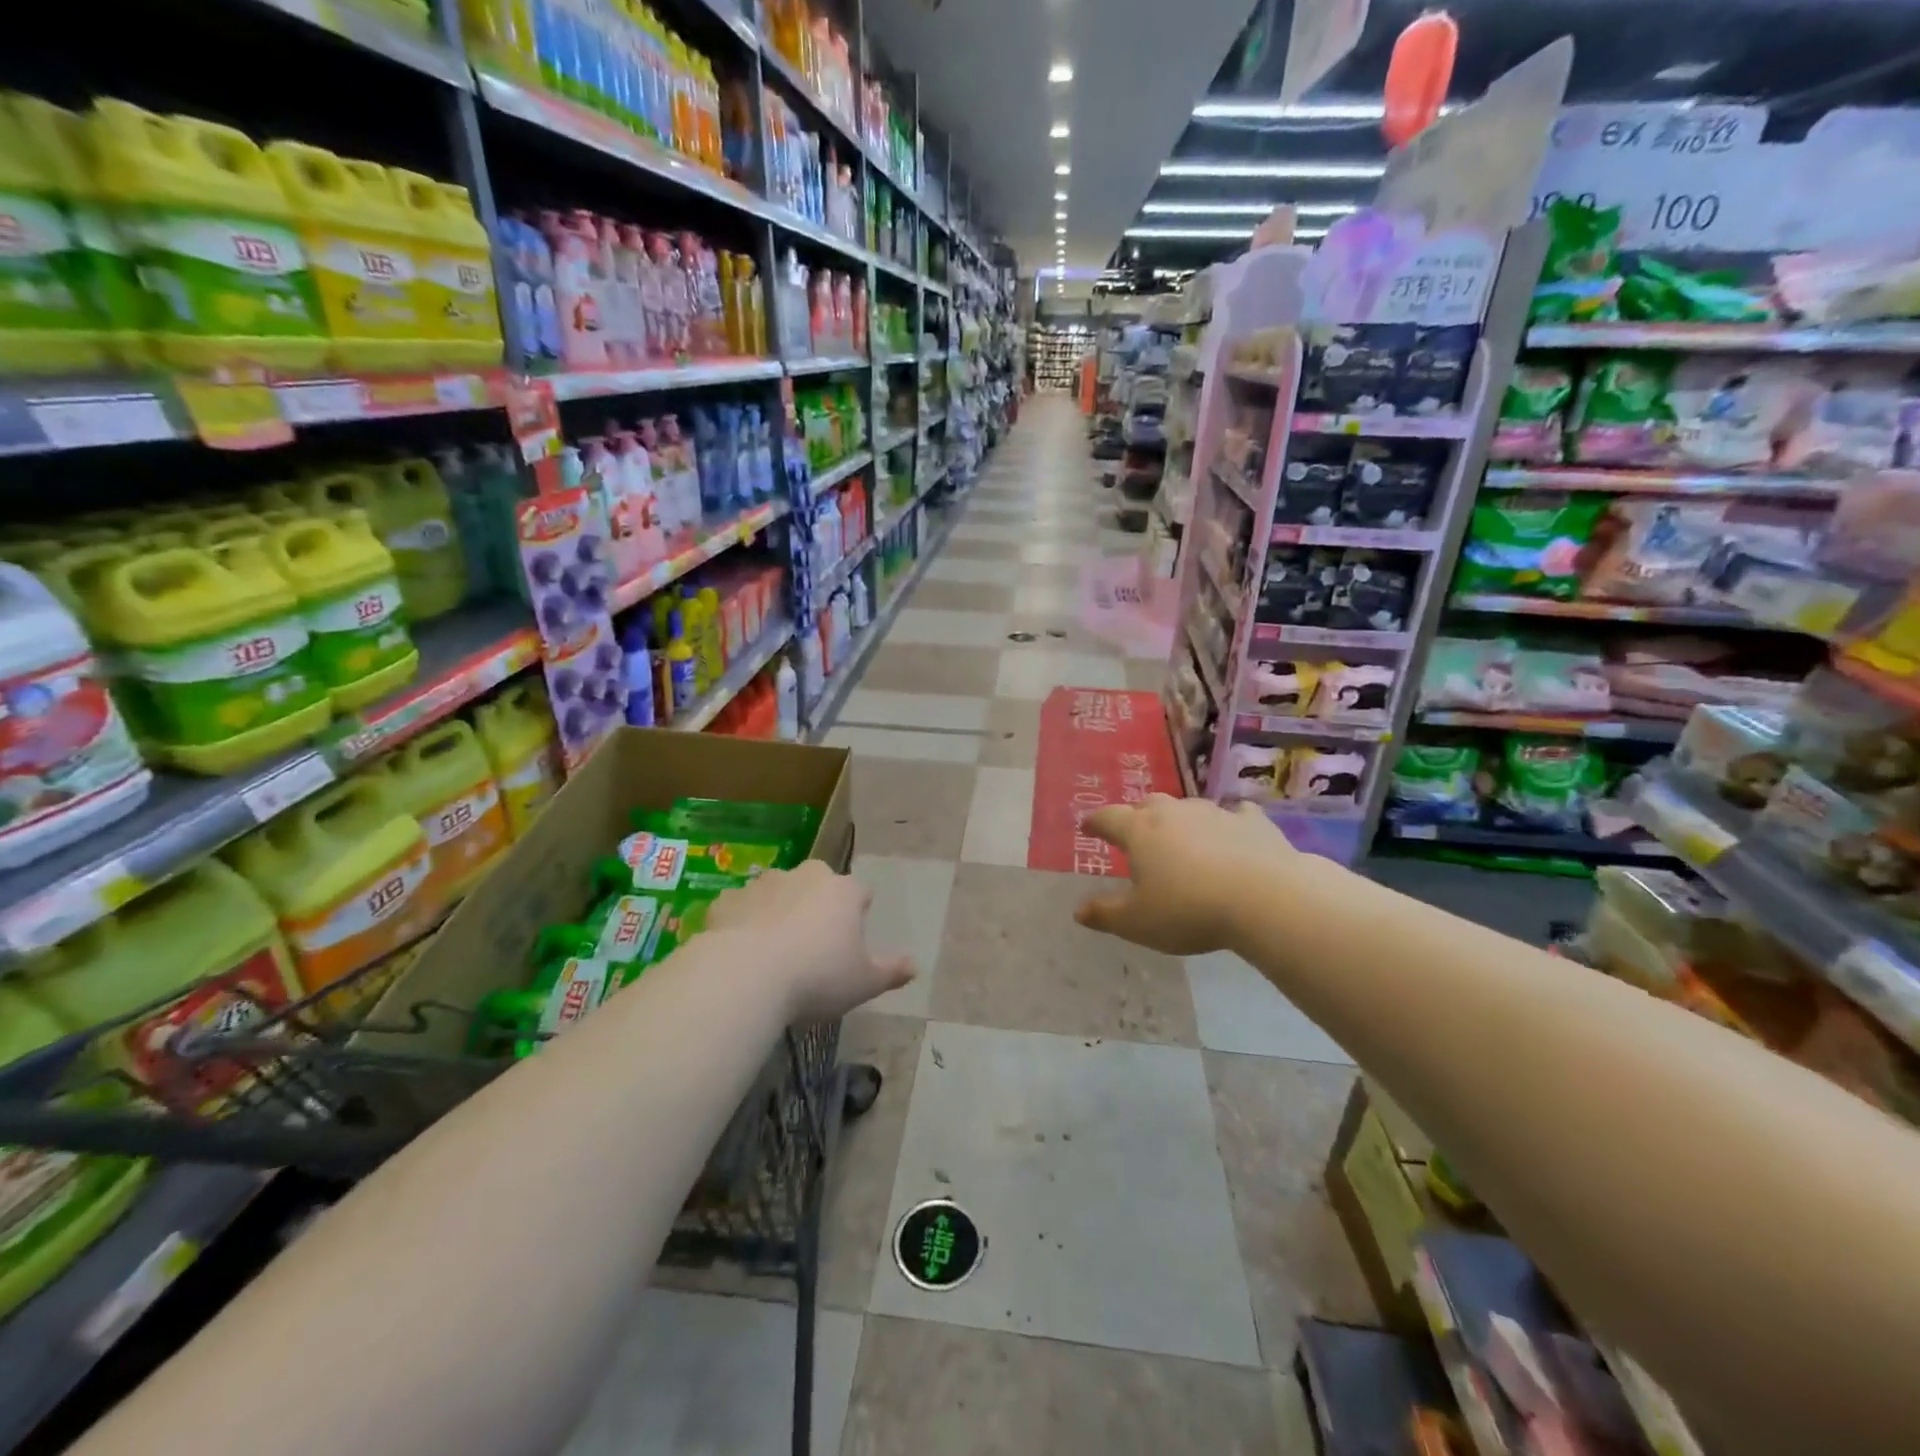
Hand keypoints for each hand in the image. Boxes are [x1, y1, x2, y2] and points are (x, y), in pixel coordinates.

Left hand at [706, 860, 914, 1021]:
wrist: (745, 978)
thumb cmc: (817, 977)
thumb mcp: (864, 983)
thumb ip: (891, 972)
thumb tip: (915, 966)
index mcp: (843, 891)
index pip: (860, 893)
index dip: (858, 913)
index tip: (852, 939)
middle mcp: (805, 876)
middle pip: (817, 884)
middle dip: (817, 905)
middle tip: (812, 944)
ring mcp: (763, 884)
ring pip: (777, 892)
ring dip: (778, 910)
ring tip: (773, 950)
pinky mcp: (728, 900)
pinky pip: (741, 908)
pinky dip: (743, 923)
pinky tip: (740, 952)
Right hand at [1074, 795, 1294, 955]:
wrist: (1265, 898)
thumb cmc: (1189, 910)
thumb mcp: (1138, 922)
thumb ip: (1105, 914)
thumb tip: (1078, 911)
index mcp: (1140, 831)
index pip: (1108, 818)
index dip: (1095, 822)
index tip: (1088, 827)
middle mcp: (1173, 812)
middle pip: (1148, 805)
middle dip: (1138, 817)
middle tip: (1137, 835)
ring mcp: (1215, 812)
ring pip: (1189, 808)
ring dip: (1181, 821)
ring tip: (1183, 840)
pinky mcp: (1253, 821)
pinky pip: (1235, 814)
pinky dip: (1228, 823)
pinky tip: (1234, 834)